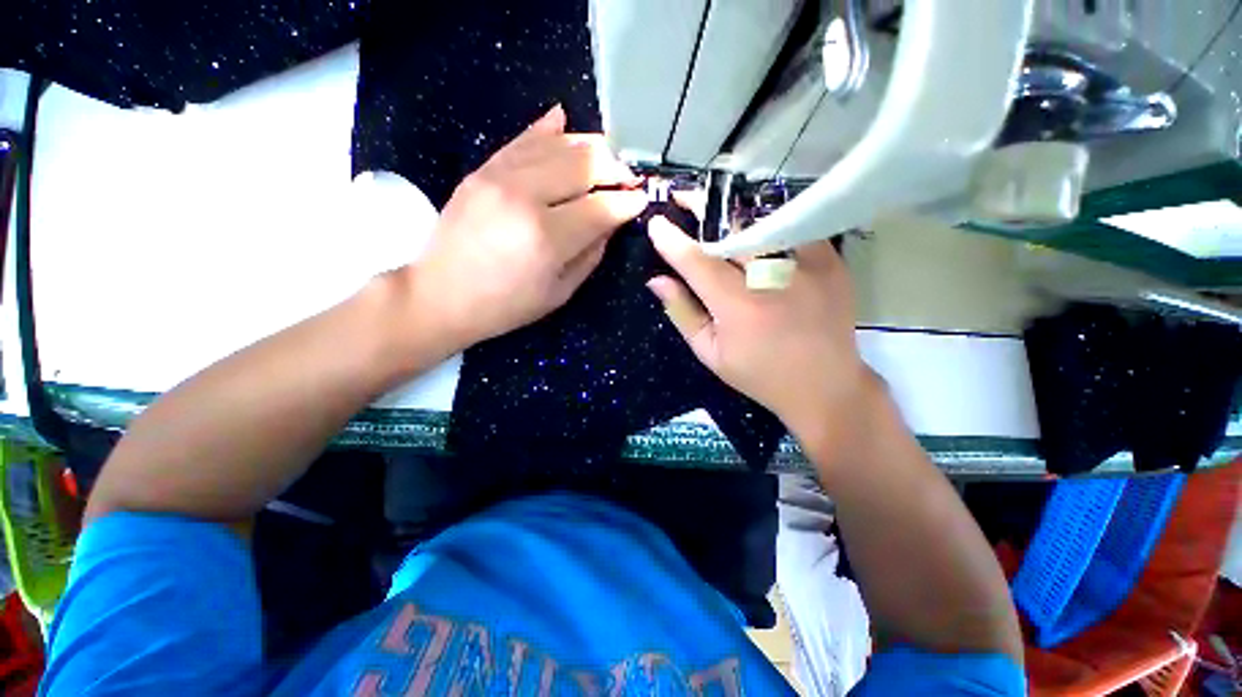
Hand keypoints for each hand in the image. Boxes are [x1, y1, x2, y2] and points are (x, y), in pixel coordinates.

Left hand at [410, 105, 647, 349]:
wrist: (441, 295)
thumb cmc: (507, 305)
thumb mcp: (560, 291)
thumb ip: (592, 253)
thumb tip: (613, 221)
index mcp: (547, 238)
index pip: (602, 207)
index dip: (628, 202)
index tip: (641, 200)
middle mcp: (526, 197)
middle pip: (585, 163)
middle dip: (615, 168)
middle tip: (627, 179)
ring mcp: (500, 177)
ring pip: (558, 143)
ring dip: (590, 147)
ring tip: (606, 158)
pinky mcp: (482, 169)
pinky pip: (523, 139)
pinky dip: (548, 130)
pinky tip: (565, 121)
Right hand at [645, 214, 872, 442]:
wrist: (825, 385)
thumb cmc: (759, 374)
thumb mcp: (710, 353)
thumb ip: (682, 313)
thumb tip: (657, 280)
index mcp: (738, 306)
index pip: (697, 261)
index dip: (673, 240)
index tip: (656, 224)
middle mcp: (772, 278)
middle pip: (731, 229)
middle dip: (702, 208)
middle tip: (682, 198)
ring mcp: (807, 264)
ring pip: (762, 220)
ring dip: (733, 211)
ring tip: (715, 207)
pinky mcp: (830, 260)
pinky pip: (793, 226)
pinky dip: (768, 220)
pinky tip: (754, 223)